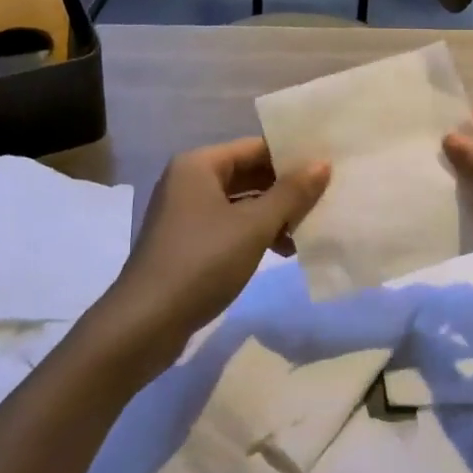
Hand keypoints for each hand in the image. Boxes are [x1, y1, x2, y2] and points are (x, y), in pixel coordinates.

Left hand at [102, 138, 328, 362]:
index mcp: (200, 164)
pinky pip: (230, 225)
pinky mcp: (187, 242)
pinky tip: (285, 251)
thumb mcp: (254, 227)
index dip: (292, 156)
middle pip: (249, 173)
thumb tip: (323, 164)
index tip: (328, 167)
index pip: (256, 147)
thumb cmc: (202, 262)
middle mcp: (190, 180)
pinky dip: (256, 233)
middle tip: (326, 198)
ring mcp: (186, 212)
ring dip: (275, 214)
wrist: (144, 324)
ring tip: (311, 229)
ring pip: (241, 202)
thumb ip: (291, 193)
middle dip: (286, 188)